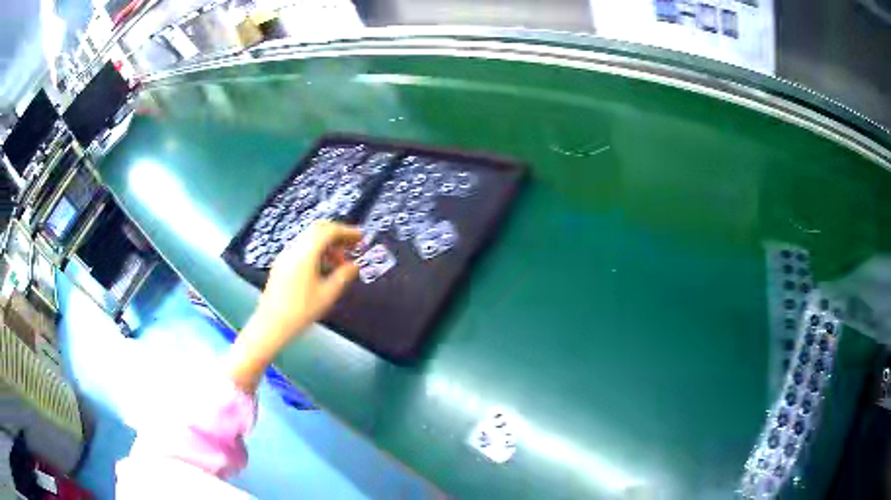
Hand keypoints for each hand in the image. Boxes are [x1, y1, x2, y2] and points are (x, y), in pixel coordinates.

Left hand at [258, 220, 361, 334]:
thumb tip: (354, 266)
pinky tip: (322, 269)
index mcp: (306, 252)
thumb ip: (343, 276)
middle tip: (351, 246)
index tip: (360, 238)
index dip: (347, 232)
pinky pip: (301, 248)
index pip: (329, 231)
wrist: (271, 323)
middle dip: (337, 234)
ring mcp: (285, 255)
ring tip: (339, 263)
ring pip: (309, 238)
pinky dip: (316, 251)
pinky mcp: (281, 263)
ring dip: (327, 244)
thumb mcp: (328, 294)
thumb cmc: (301, 310)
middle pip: (318, 229)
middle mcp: (294, 248)